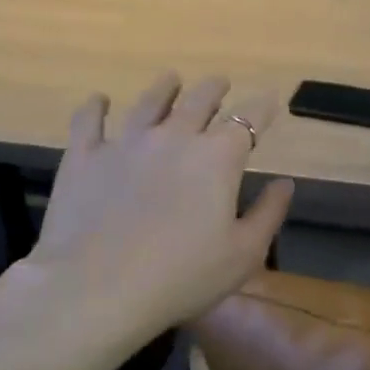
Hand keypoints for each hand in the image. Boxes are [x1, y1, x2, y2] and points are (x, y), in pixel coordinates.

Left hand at [19, 72, 294, 339]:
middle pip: (200, 100)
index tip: (270, 103)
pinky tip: (99, 100)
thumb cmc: (183, 276)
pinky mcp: (84, 157)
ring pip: (149, 102)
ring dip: (165, 88)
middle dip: (215, 89)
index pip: (248, 119)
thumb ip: (269, 213)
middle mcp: (174, 137)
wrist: (97, 290)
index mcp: (218, 157)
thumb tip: (285, 183)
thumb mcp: (244, 253)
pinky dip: (96, 106)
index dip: (263, 108)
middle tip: (221, 83)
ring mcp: (126, 143)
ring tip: (172, 79)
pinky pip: (89, 120)